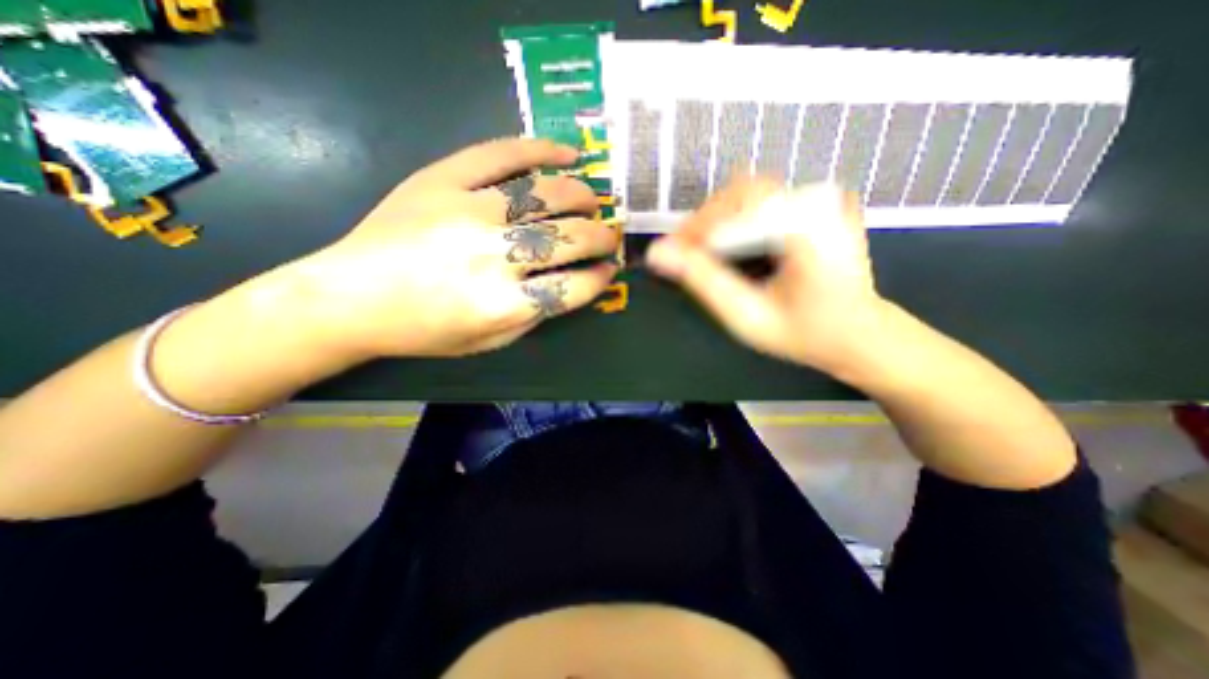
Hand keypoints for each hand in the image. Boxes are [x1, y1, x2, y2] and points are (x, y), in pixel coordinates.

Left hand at [287, 138, 616, 360]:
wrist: (349, 298)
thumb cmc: (423, 330)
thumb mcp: (488, 342)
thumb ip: (535, 316)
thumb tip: (573, 285)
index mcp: (503, 304)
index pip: (575, 287)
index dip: (600, 278)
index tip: (608, 270)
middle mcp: (493, 255)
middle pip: (570, 239)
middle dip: (602, 238)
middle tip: (609, 237)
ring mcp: (469, 210)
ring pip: (547, 194)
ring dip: (582, 198)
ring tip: (592, 203)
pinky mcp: (443, 179)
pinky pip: (502, 154)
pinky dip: (541, 149)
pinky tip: (568, 154)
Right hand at [648, 179, 889, 376]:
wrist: (859, 333)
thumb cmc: (805, 333)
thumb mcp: (747, 316)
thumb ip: (703, 282)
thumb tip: (657, 253)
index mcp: (806, 224)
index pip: (735, 204)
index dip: (696, 229)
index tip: (672, 257)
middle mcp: (817, 199)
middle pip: (739, 191)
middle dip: (704, 223)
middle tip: (684, 257)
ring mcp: (820, 197)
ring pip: (747, 191)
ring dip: (716, 220)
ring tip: (701, 254)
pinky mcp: (814, 205)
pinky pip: (762, 200)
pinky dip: (734, 220)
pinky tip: (726, 247)